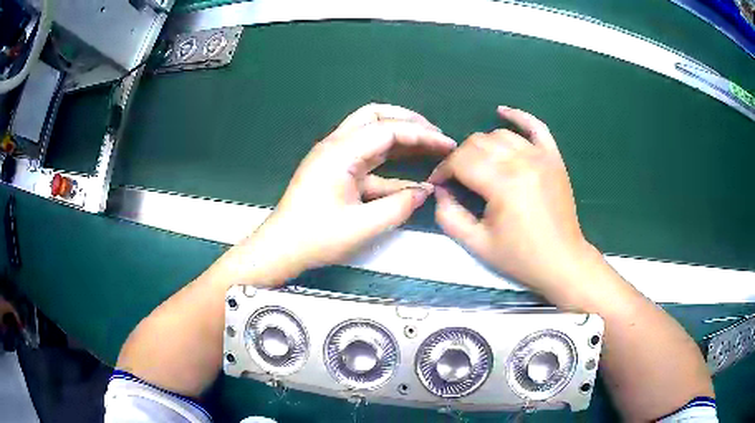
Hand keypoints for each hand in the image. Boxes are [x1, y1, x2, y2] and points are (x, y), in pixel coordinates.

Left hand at [216, 104, 455, 285]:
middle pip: (376, 116)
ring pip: (371, 131)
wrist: (281, 248)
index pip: (388, 129)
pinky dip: (390, 161)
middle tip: (436, 136)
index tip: (447, 144)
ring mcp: (334, 156)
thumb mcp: (362, 226)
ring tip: (429, 146)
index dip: (421, 134)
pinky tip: (411, 176)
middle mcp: (336, 145)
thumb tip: (426, 192)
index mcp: (340, 152)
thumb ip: (399, 206)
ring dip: (400, 136)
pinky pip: (367, 157)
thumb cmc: (316, 238)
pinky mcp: (335, 169)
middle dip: (409, 121)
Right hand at [429, 106, 598, 298]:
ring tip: (479, 163)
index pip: (461, 160)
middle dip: (460, 158)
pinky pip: (536, 127)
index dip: (443, 169)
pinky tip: (503, 113)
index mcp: (503, 184)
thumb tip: (439, 190)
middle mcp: (522, 162)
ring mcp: (541, 157)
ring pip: (501, 135)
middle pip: (478, 143)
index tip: (439, 183)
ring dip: (483, 145)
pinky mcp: (553, 158)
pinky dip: (519, 117)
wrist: (562, 261)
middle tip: (457, 178)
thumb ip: (449, 216)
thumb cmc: (520, 257)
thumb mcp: (477, 245)